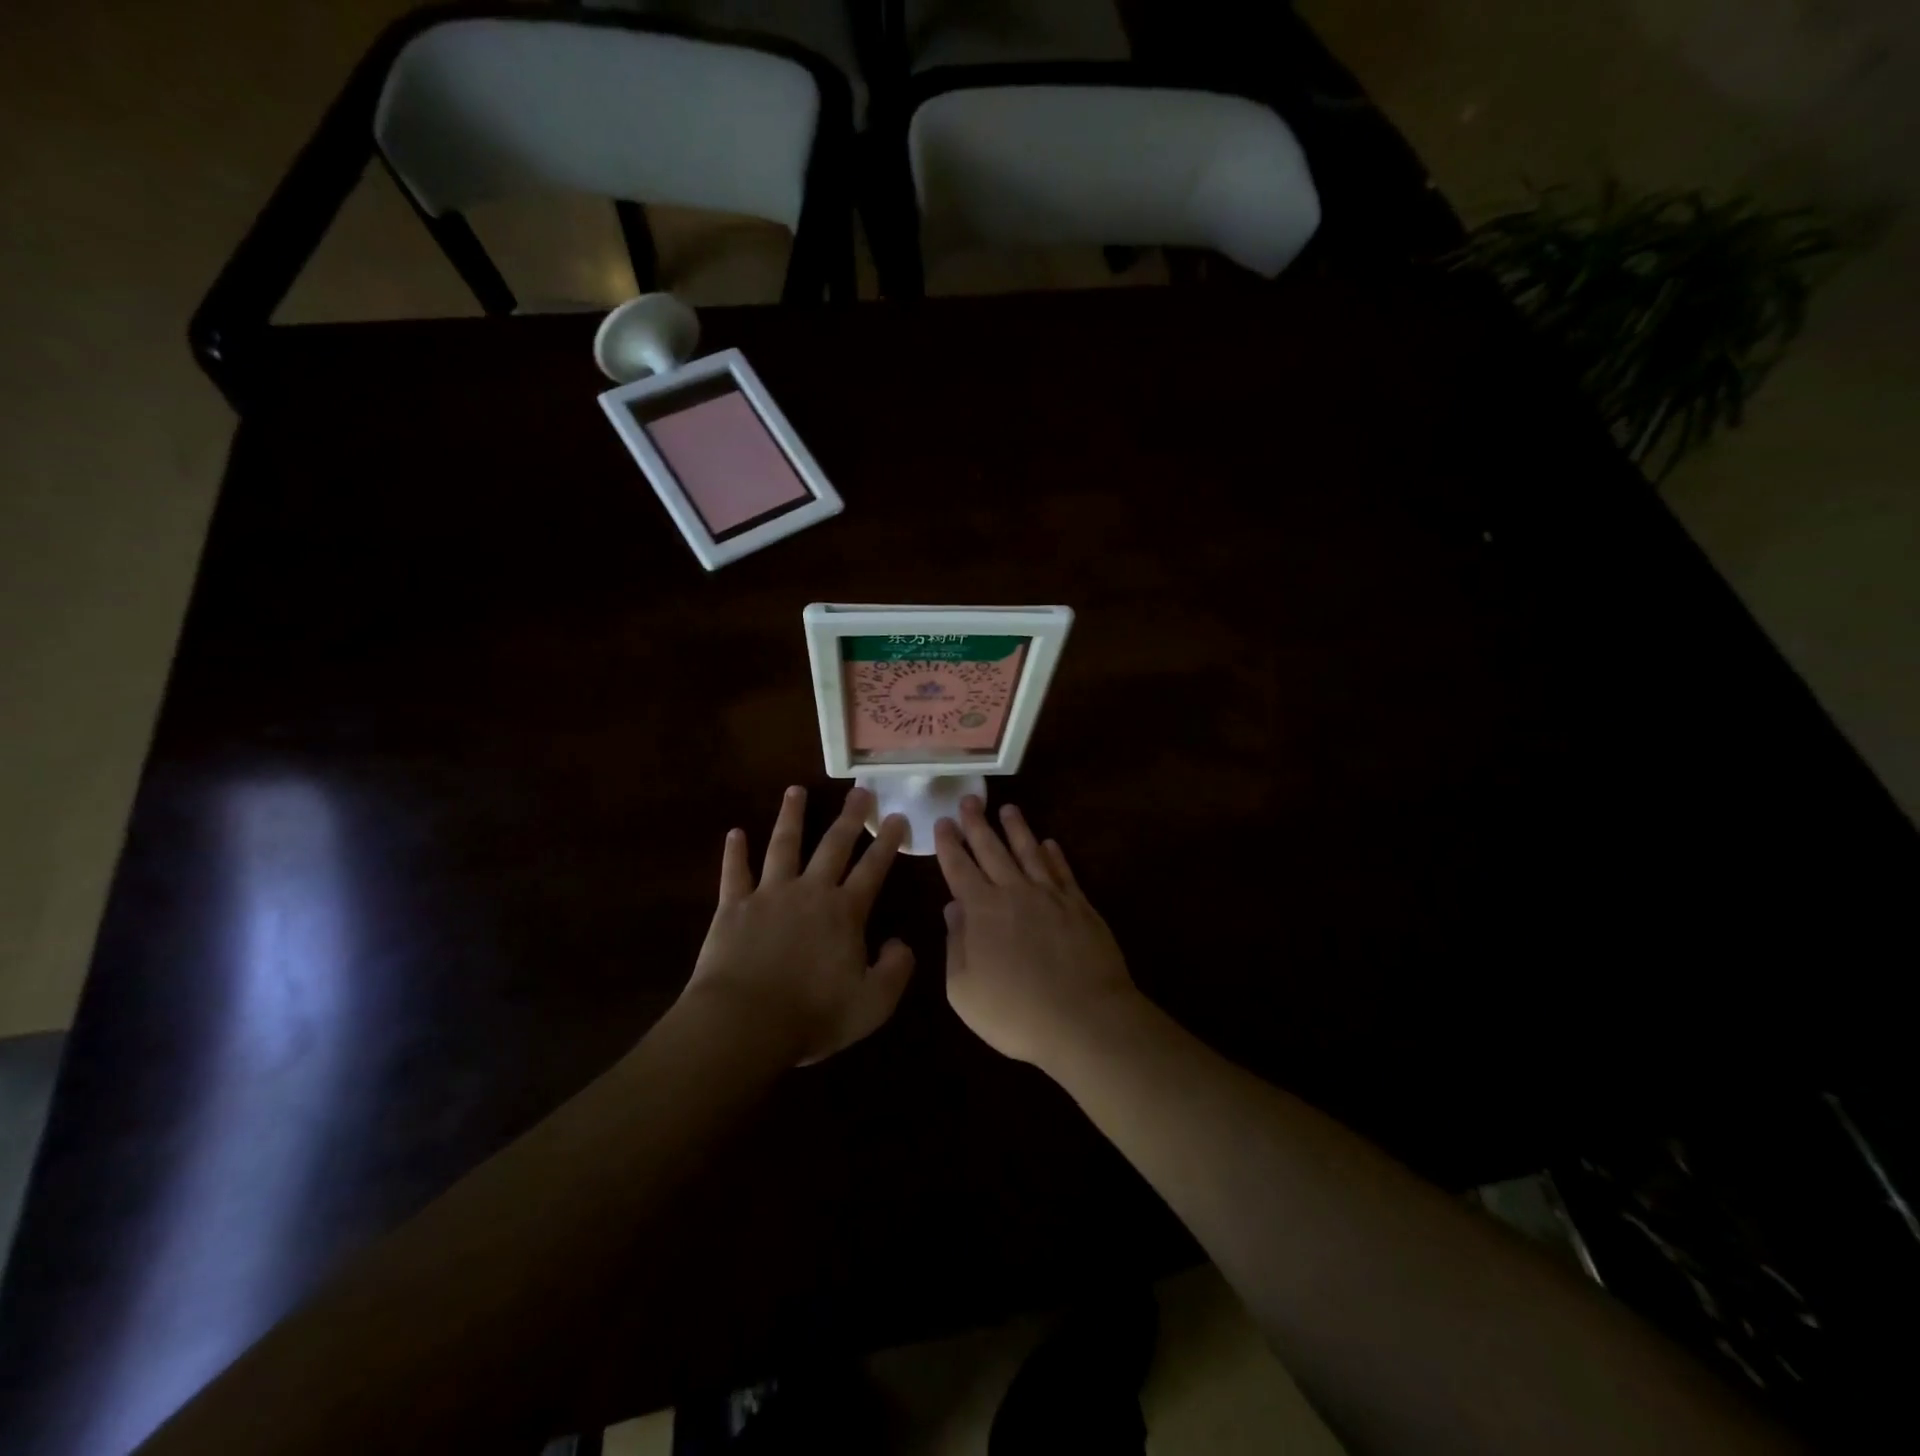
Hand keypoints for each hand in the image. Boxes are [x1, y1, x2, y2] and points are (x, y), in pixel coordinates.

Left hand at [684, 786, 913, 1065]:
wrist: (744, 1023)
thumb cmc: (812, 1015)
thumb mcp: (872, 1003)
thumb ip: (896, 970)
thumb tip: (901, 943)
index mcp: (845, 912)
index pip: (873, 868)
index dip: (888, 841)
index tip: (898, 815)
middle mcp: (810, 892)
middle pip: (833, 845)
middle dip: (849, 817)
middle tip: (859, 790)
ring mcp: (769, 894)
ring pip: (783, 845)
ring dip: (791, 816)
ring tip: (795, 790)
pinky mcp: (733, 906)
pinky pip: (734, 872)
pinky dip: (735, 852)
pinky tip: (734, 833)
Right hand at [934, 797, 1137, 1068]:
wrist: (1084, 1019)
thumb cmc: (1015, 1012)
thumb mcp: (964, 989)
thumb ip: (955, 945)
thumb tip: (953, 908)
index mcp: (981, 910)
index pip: (959, 868)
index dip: (949, 844)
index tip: (942, 821)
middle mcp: (1014, 892)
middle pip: (992, 849)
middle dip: (978, 823)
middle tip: (969, 799)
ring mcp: (1050, 896)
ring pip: (1029, 851)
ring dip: (1017, 828)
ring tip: (1008, 808)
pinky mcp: (1080, 905)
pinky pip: (1063, 871)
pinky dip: (1054, 854)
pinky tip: (1049, 843)